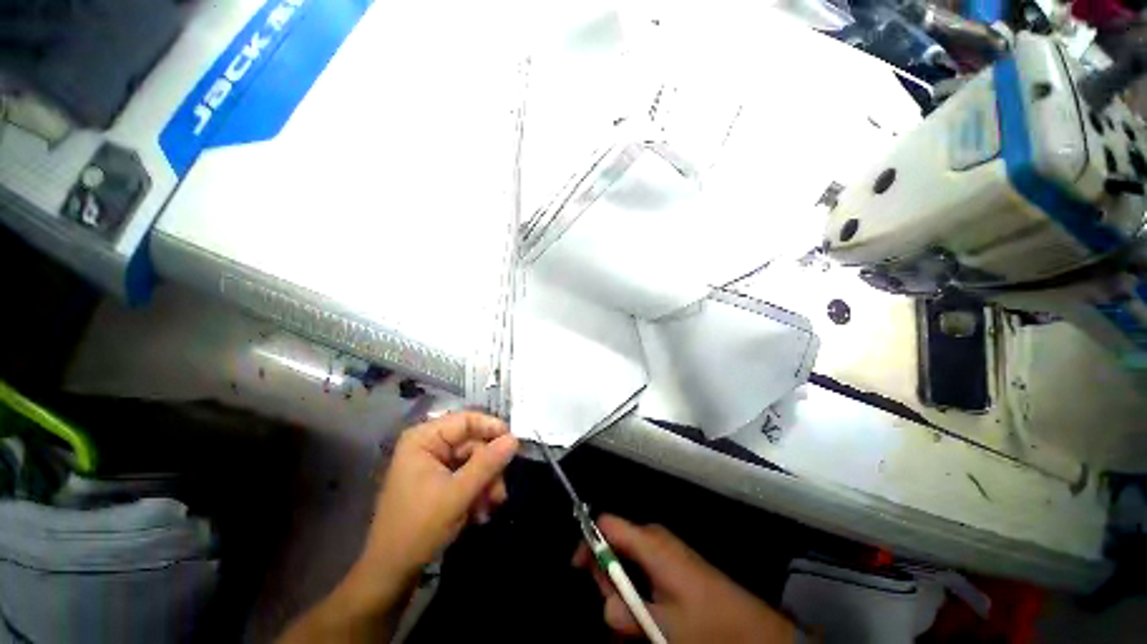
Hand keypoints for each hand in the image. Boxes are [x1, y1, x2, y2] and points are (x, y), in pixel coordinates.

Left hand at [361, 411, 518, 577]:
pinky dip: (477, 491)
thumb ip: (487, 463)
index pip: (466, 420)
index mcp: (424, 439)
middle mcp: (428, 445)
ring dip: (486, 483)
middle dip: (489, 468)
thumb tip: (515, 439)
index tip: (515, 443)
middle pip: (473, 443)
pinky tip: (480, 512)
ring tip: (491, 506)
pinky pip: (467, 476)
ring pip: (474, 461)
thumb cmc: (418, 528)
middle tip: (500, 493)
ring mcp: (433, 464)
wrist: (390, 574)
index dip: (492, 428)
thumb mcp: (457, 494)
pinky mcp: (438, 481)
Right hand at [573, 515, 795, 643]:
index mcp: (649, 543)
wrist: (751, 626)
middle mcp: (654, 538)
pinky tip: (643, 612)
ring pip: (627, 558)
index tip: (578, 568)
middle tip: (614, 610)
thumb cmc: (707, 622)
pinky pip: (642, 566)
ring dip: (621, 586)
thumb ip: (626, 613)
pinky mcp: (671, 560)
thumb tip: (605, 606)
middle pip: (614, 542)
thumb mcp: (663, 625)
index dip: (588, 541)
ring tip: (632, 619)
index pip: (606, 524)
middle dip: (606, 574)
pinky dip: (635, 586)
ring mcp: (664, 548)